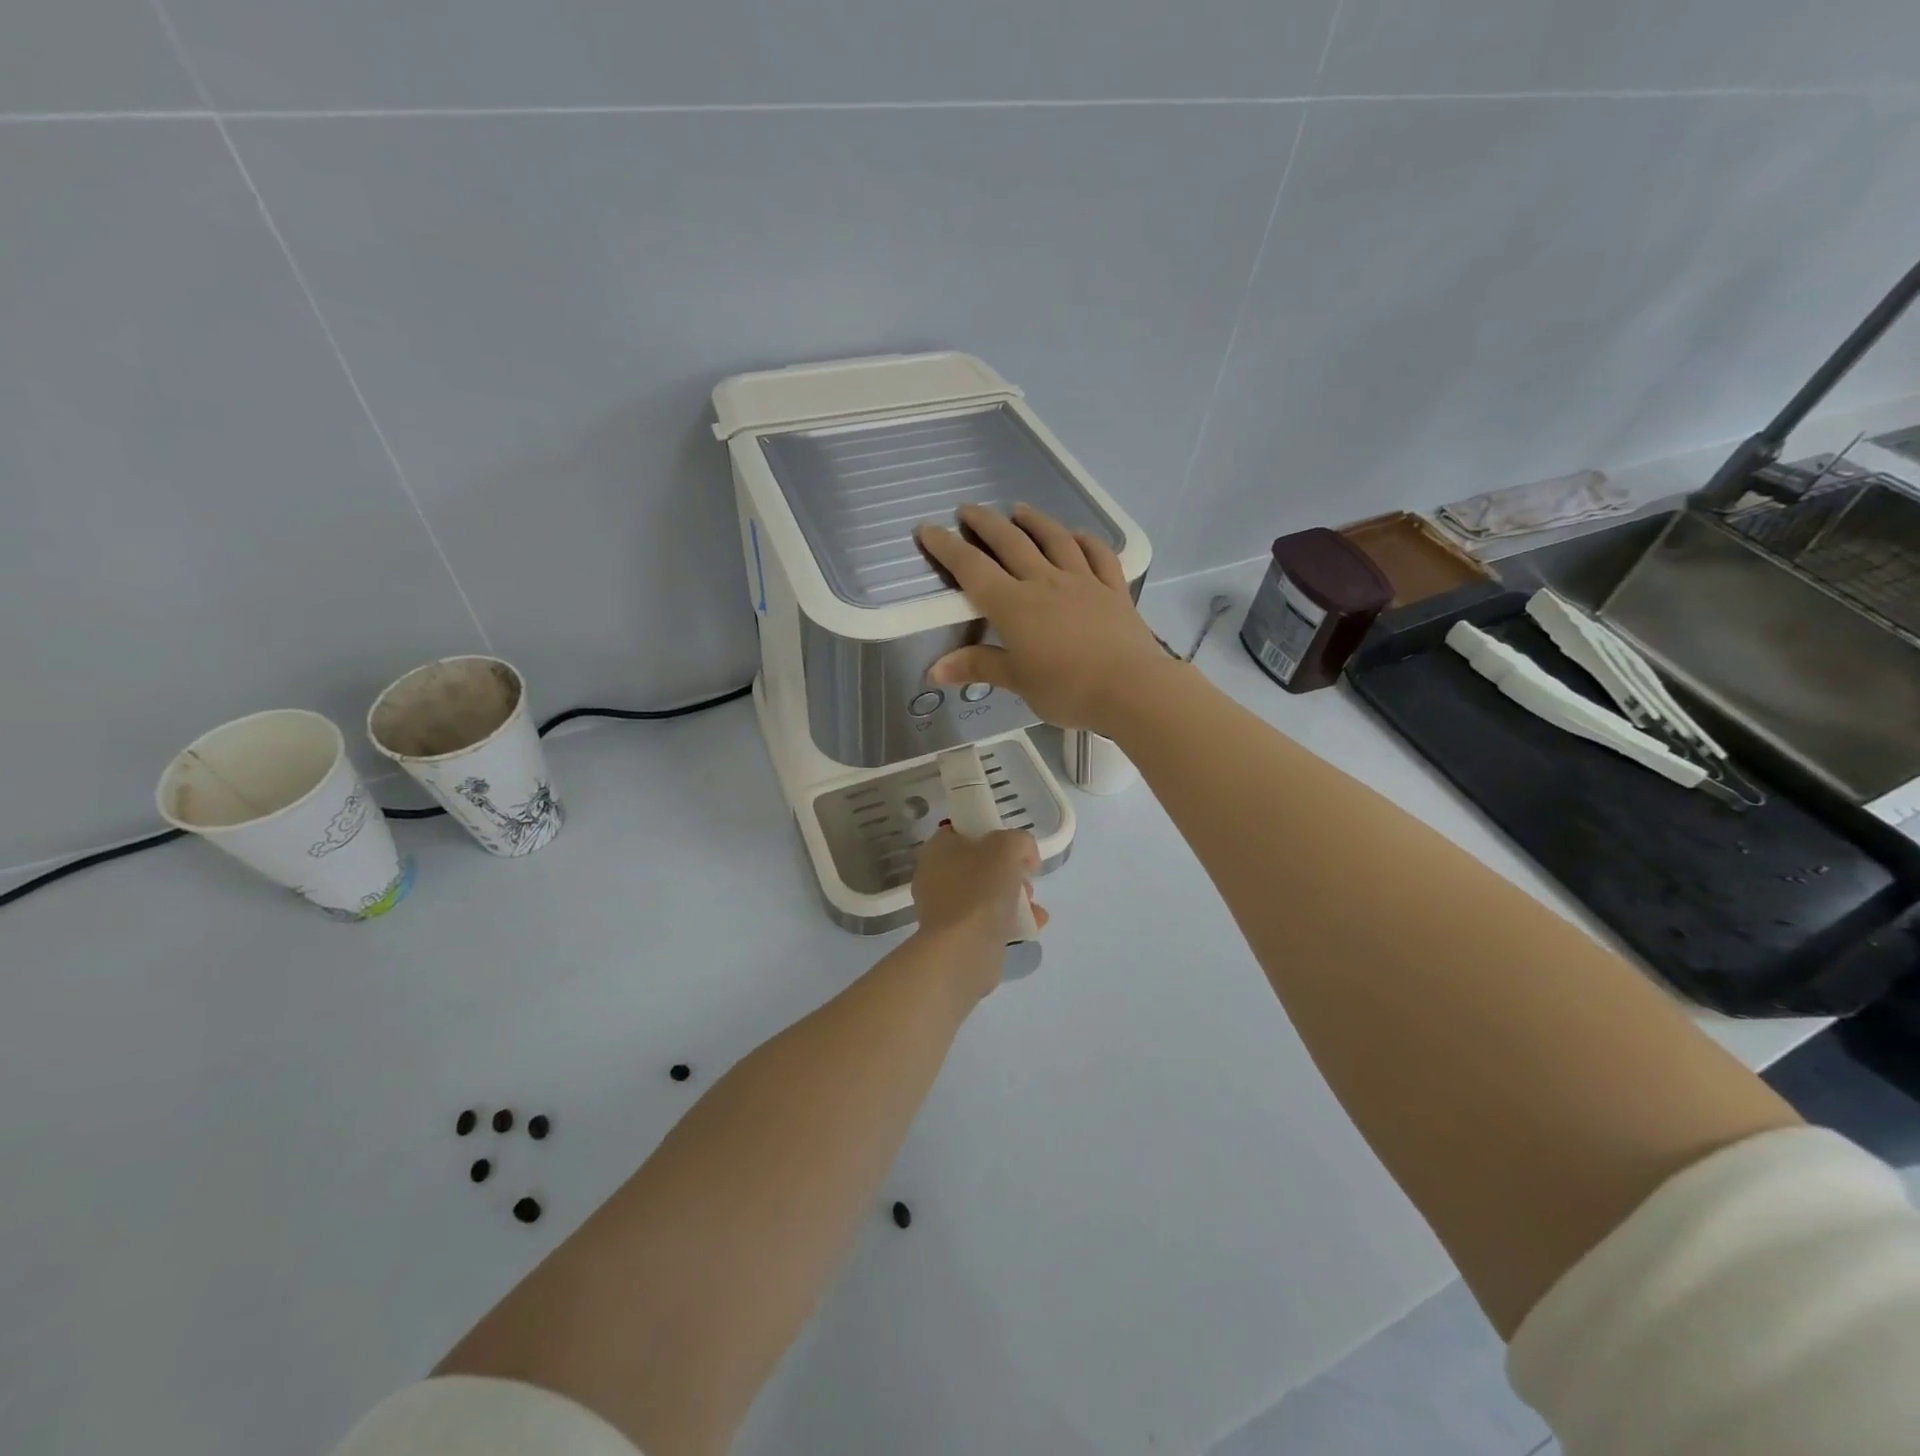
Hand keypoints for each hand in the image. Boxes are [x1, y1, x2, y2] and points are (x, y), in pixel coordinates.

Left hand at [911, 825, 1047, 967]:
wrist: (963, 950)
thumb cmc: (980, 889)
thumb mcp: (1007, 847)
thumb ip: (1019, 841)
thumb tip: (1025, 858)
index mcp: (938, 849)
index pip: (964, 831)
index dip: (993, 834)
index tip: (1015, 850)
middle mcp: (935, 876)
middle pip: (980, 864)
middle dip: (1010, 872)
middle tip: (1025, 882)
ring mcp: (944, 908)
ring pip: (985, 894)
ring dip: (1014, 898)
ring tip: (1032, 908)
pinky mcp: (955, 936)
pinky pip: (986, 921)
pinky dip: (1009, 921)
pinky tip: (1032, 926)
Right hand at [916, 504, 1177, 734]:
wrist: (1132, 688)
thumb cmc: (1067, 689)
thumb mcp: (1017, 682)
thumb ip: (978, 667)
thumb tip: (934, 670)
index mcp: (1014, 605)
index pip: (972, 568)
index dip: (947, 547)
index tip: (927, 528)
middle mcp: (1045, 582)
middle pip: (1011, 543)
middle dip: (985, 523)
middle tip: (968, 509)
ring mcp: (1083, 581)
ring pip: (1054, 540)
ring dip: (1034, 521)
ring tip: (1019, 509)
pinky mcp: (1114, 589)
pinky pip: (1099, 555)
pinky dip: (1085, 540)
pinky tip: (1077, 535)